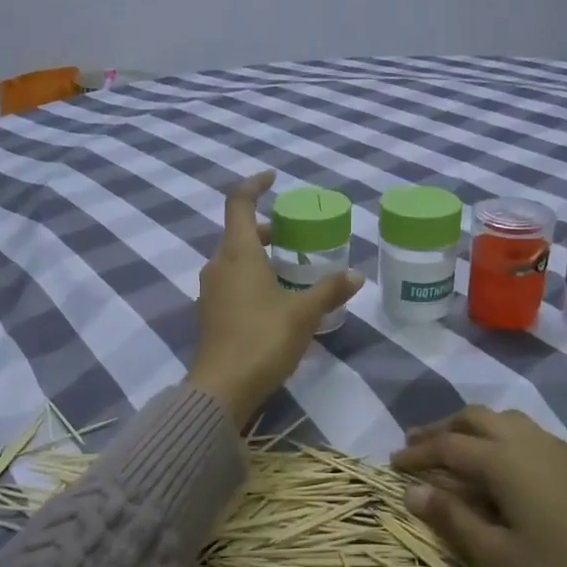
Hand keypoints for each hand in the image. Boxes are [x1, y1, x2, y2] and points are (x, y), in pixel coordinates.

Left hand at [185, 173, 361, 428]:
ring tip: (291, 267)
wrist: (221, 389)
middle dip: (267, 228)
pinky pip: (232, 282)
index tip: (272, 178)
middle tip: (296, 234)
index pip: (239, 204)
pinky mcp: (210, 313)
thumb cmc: (262, 340)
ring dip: (260, 255)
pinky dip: (252, 278)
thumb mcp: (303, 314)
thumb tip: (355, 275)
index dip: (254, 185)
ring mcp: (210, 290)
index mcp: (238, 254)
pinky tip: (275, 299)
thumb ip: (329, 291)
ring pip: (235, 259)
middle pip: (238, 233)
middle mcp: (218, 265)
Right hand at [392, 407, 566, 566]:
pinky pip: (525, 432)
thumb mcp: (499, 559)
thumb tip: (412, 491)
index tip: (392, 464)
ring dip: (470, 428)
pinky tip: (498, 463)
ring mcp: (557, 451)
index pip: (447, 447)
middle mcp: (528, 443)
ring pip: (503, 420)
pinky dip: (497, 436)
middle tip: (415, 445)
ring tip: (452, 448)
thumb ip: (453, 520)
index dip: (417, 454)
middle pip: (474, 419)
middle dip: (441, 429)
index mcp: (505, 461)